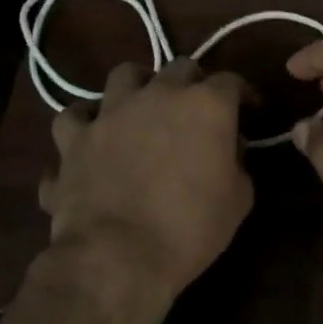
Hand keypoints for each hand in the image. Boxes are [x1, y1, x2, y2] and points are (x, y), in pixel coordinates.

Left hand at [40, 59, 254, 316]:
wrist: (118, 255)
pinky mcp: (74, 138)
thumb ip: (236, 161)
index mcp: (204, 106)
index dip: (243, 95)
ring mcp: (110, 113)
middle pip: (179, 68)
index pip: (230, 82)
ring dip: (137, 88)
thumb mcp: (238, 199)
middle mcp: (156, 95)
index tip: (249, 111)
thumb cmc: (190, 228)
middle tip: (196, 111)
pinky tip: (89, 138)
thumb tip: (227, 148)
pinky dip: (84, 125)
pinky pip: (74, 118)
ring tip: (141, 109)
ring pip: (123, 76)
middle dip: (193, 84)